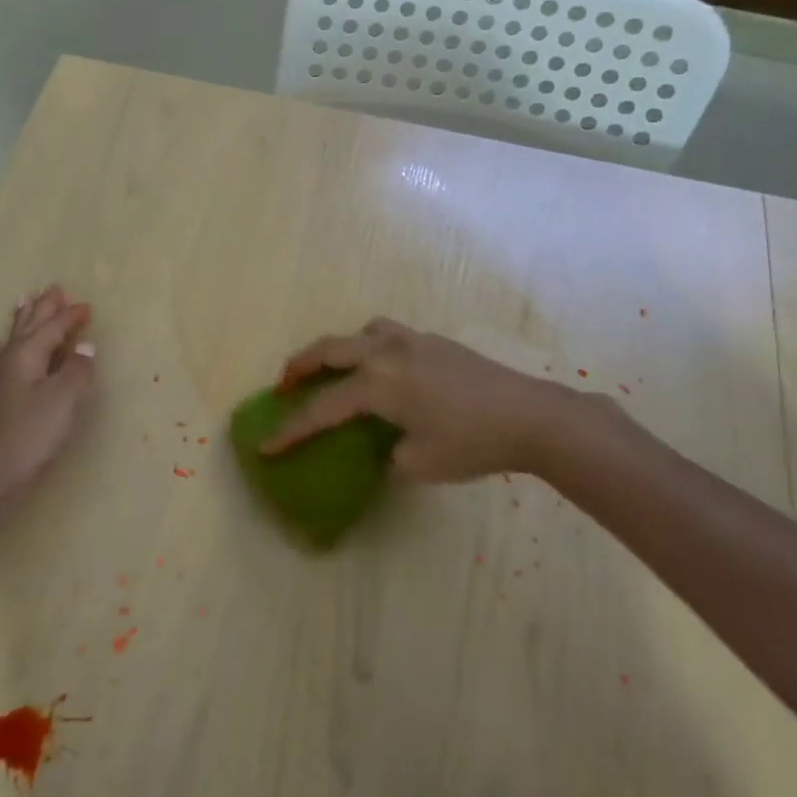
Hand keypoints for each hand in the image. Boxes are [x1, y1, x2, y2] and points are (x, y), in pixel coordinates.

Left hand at [0, 287, 97, 509]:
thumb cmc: (30, 436)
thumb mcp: (63, 401)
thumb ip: (77, 370)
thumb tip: (85, 346)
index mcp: (27, 356)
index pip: (52, 328)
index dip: (70, 317)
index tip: (87, 306)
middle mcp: (6, 360)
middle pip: (28, 326)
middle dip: (43, 308)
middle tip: (53, 288)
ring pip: (9, 340)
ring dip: (20, 321)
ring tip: (23, 302)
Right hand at [262, 318, 593, 482]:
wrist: (531, 416)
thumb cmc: (471, 443)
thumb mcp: (418, 463)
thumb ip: (387, 454)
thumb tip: (383, 447)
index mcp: (377, 385)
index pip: (322, 410)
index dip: (291, 431)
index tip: (265, 446)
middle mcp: (387, 353)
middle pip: (328, 350)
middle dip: (300, 367)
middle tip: (284, 385)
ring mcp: (412, 341)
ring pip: (361, 332)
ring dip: (339, 349)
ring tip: (337, 370)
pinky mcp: (435, 342)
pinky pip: (389, 335)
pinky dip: (372, 347)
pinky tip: (387, 371)